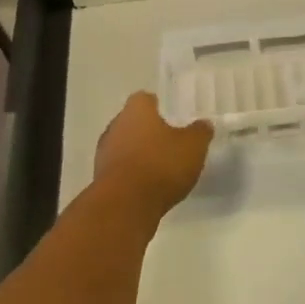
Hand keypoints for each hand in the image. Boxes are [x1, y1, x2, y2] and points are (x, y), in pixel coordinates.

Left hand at [94, 92, 212, 212]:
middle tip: (169, 142)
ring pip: (124, 145)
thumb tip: (203, 124)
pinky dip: (132, 173)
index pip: (145, 99)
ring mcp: (104, 152)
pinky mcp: (100, 177)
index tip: (172, 117)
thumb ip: (200, 132)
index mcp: (136, 110)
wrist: (125, 204)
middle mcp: (116, 125)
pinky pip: (120, 168)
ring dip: (139, 153)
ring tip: (160, 167)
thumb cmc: (161, 165)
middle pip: (133, 122)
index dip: (159, 107)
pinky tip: (148, 185)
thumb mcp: (193, 146)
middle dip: (148, 130)